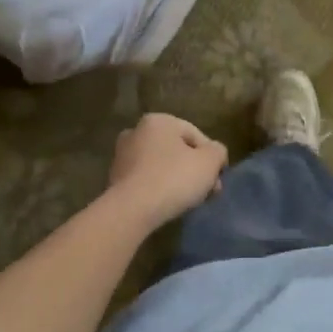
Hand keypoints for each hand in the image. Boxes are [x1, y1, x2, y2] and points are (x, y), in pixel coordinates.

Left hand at [108, 113, 227, 226]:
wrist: (131, 210)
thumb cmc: (174, 178)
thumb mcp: (210, 162)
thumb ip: (218, 152)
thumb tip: (215, 154)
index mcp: (159, 121)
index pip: (196, 136)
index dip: (212, 158)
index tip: (218, 179)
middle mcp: (136, 131)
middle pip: (177, 150)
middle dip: (194, 169)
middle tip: (207, 191)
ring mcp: (122, 156)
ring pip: (161, 165)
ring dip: (177, 179)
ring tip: (189, 200)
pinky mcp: (115, 179)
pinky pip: (146, 180)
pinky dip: (158, 189)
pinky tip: (167, 204)